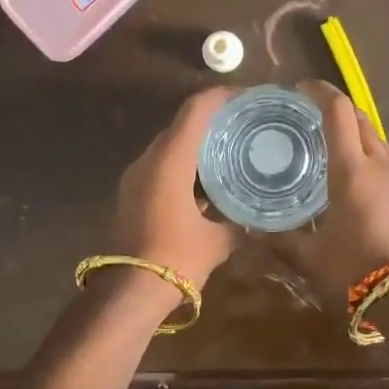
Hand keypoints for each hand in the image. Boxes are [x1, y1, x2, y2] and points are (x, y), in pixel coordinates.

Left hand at [111, 87, 239, 287]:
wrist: (129, 291)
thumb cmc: (176, 260)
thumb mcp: (218, 241)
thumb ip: (240, 224)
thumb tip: (259, 220)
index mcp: (170, 161)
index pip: (196, 110)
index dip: (222, 97)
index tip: (247, 98)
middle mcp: (148, 161)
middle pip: (181, 125)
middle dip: (212, 121)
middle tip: (244, 126)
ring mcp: (135, 178)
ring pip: (170, 147)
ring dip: (197, 146)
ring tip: (230, 152)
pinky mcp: (132, 195)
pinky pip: (161, 168)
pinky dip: (184, 167)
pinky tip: (208, 183)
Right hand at [266, 81, 388, 307]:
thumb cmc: (356, 272)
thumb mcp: (310, 259)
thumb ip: (281, 242)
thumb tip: (251, 231)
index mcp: (352, 170)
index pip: (338, 112)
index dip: (320, 92)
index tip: (300, 89)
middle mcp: (379, 166)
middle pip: (362, 119)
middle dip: (338, 108)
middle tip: (311, 115)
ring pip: (378, 140)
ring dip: (356, 131)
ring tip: (331, 143)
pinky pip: (386, 162)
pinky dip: (368, 155)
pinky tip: (354, 177)